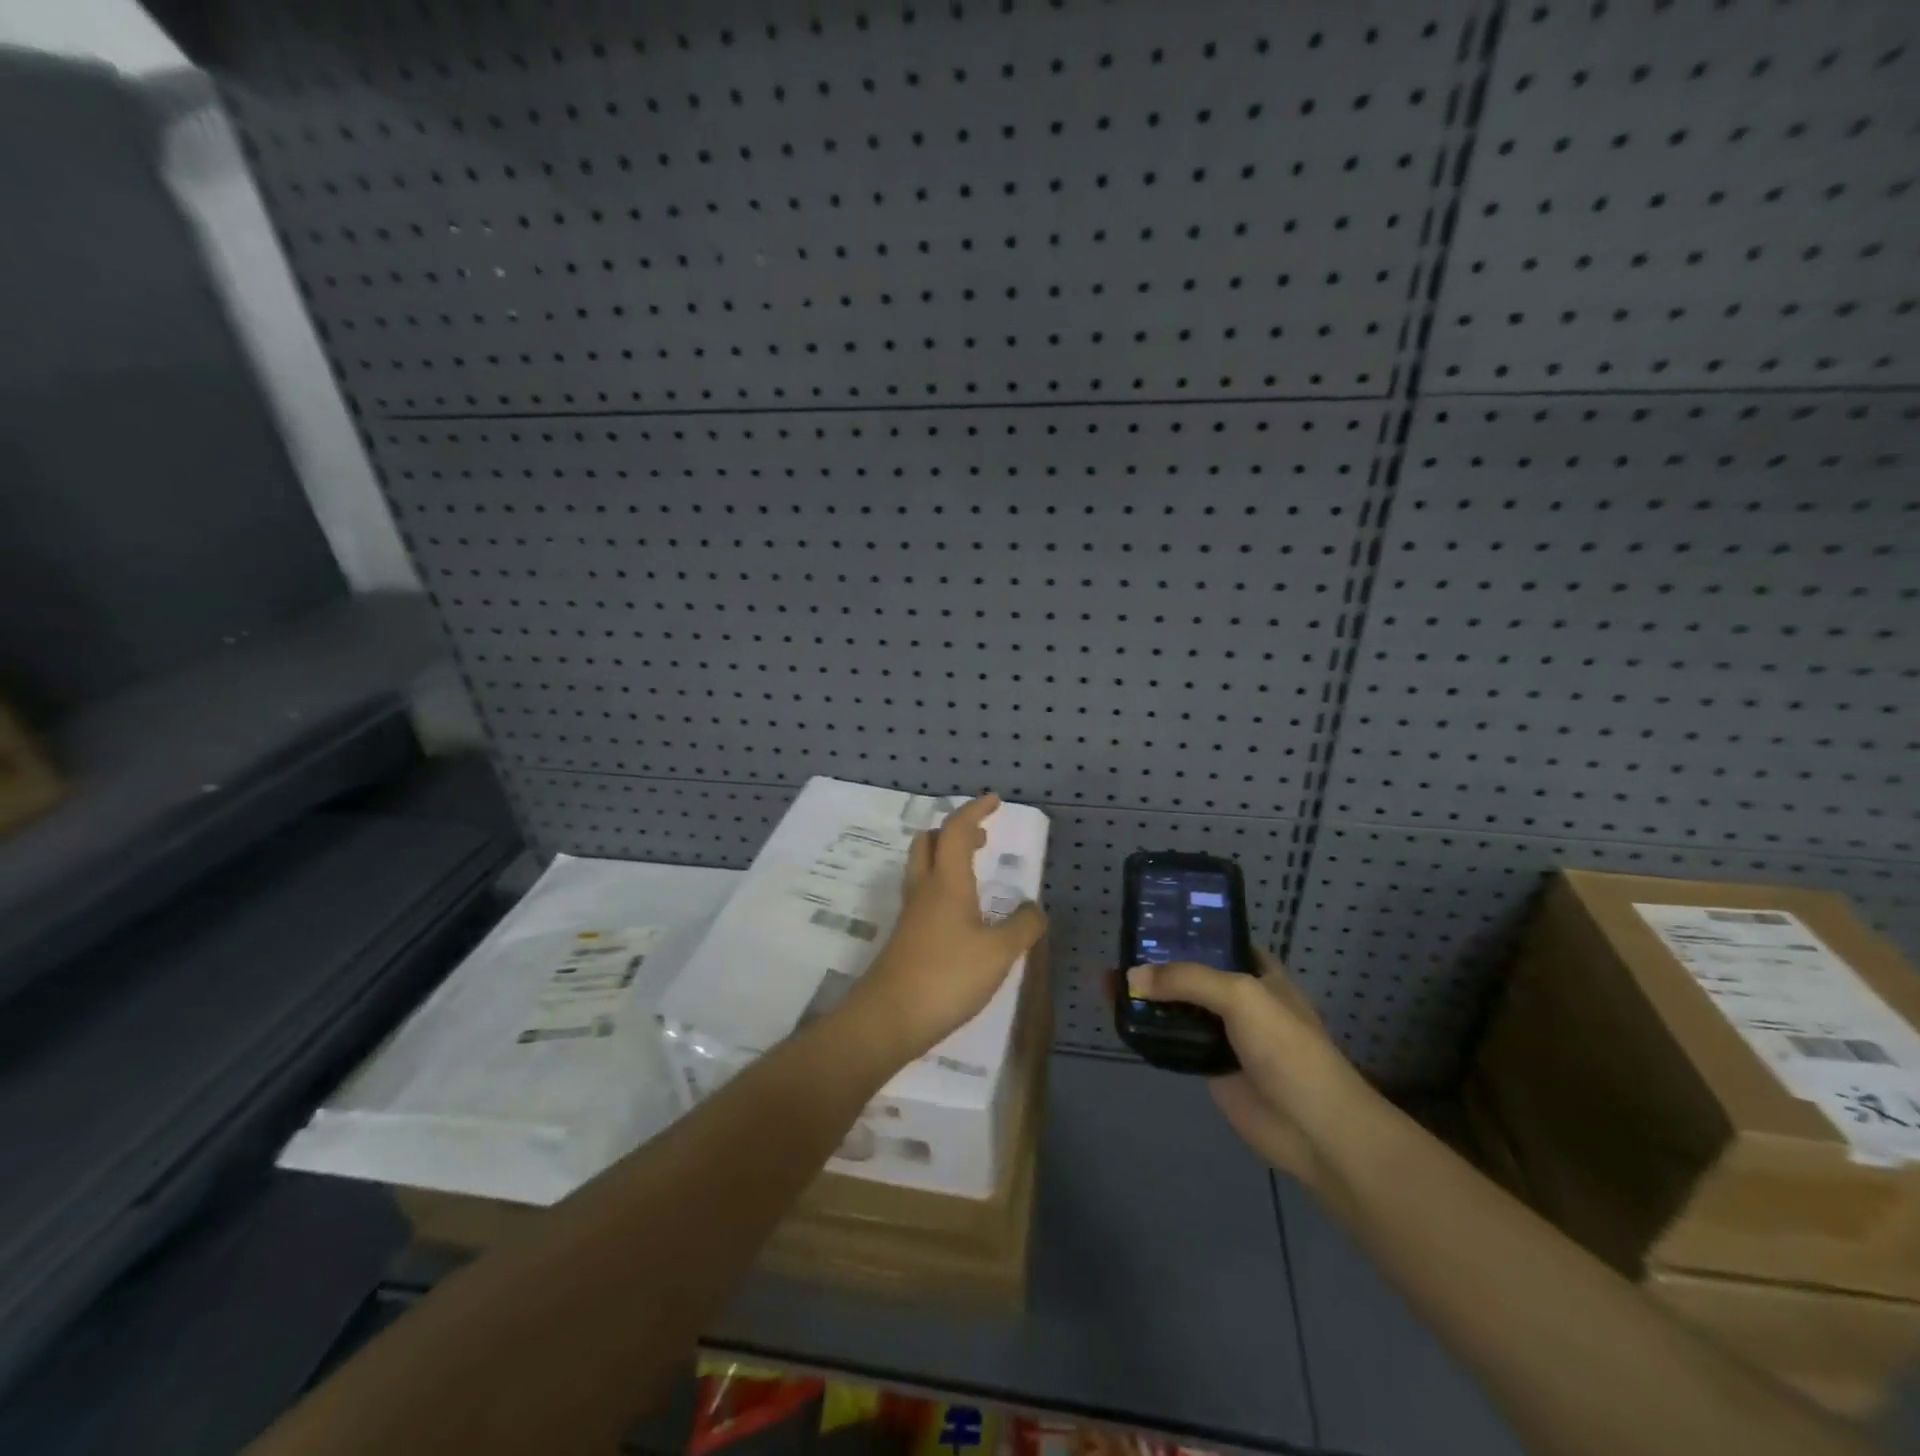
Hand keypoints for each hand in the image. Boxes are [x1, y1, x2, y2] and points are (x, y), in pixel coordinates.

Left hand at [842, 794, 1046, 1062]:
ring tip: (974, 872)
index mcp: (946, 882)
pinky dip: (943, 887)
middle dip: (954, 831)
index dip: (974, 811)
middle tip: (981, 838)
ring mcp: (910, 915)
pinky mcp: (905, 938)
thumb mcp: (999, 953)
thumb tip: (1034, 908)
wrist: (889, 1018)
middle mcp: (924, 890)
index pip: (956, 830)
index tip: (994, 801)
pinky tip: (961, 915)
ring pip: (922, 868)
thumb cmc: (947, 977)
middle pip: (928, 842)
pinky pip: (923, 895)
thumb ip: (1023, 927)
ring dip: (946, 858)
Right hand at [1125, 949, 1376, 1187]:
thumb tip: (1131, 976)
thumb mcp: (1240, 995)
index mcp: (1258, 972)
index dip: (1187, 929)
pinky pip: (1173, 1041)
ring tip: (1107, 981)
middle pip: (1192, 973)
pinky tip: (1121, 1018)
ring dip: (1148, 997)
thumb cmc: (1286, 1048)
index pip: (1218, 940)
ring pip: (1178, 1007)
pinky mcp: (1208, 1065)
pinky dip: (1150, 1031)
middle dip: (1158, 963)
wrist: (1311, 1127)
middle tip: (1117, 951)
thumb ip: (1186, 979)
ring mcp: (1223, 1033)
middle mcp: (1240, 998)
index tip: (1149, 920)